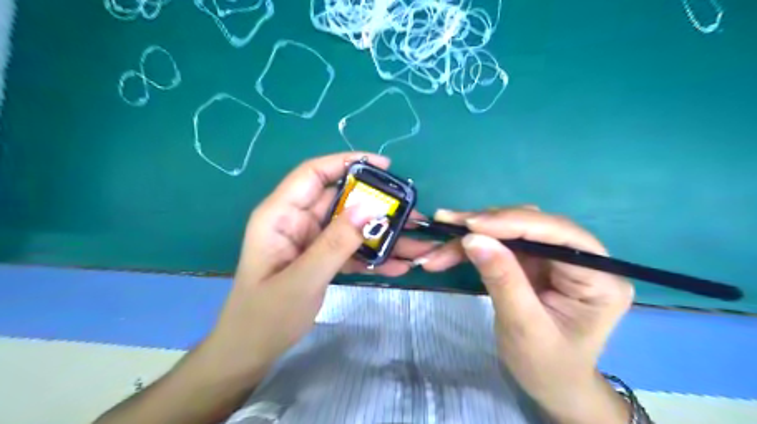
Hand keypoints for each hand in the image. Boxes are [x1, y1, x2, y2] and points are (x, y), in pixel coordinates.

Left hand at [203, 153, 437, 380]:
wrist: (252, 351)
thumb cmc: (266, 316)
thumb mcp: (302, 279)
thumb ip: (335, 243)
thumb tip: (369, 208)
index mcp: (280, 215)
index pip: (314, 174)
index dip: (347, 162)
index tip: (385, 166)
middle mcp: (296, 221)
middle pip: (341, 200)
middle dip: (377, 205)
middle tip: (411, 212)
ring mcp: (311, 240)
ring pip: (351, 226)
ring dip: (381, 234)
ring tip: (415, 243)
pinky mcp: (321, 257)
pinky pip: (350, 248)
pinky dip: (372, 256)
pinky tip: (398, 266)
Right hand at [420, 206, 633, 421]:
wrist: (551, 385)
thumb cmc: (546, 366)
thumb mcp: (523, 327)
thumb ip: (502, 280)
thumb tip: (473, 238)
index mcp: (599, 278)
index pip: (559, 234)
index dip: (513, 222)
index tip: (470, 224)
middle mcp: (582, 258)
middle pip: (532, 225)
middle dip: (485, 225)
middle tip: (446, 224)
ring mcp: (556, 258)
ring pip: (512, 229)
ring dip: (473, 233)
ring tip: (441, 241)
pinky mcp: (535, 262)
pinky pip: (502, 243)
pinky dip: (474, 244)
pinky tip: (450, 249)